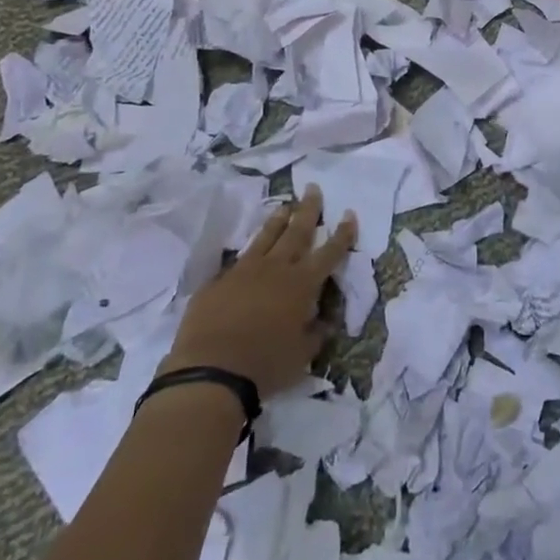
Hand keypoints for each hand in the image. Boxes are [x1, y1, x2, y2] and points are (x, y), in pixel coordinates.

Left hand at [161, 187, 357, 398]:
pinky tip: (249, 253)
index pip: (329, 252)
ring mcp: (244, 271)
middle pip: (297, 231)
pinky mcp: (218, 281)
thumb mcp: (302, 355)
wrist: (210, 371)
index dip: (342, 234)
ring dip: (278, 220)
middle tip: (313, 189)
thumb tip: (324, 321)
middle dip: (308, 209)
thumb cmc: (265, 365)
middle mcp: (276, 269)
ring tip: (285, 206)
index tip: (349, 214)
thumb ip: (315, 333)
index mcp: (302, 284)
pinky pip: (238, 261)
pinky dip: (249, 253)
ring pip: (266, 237)